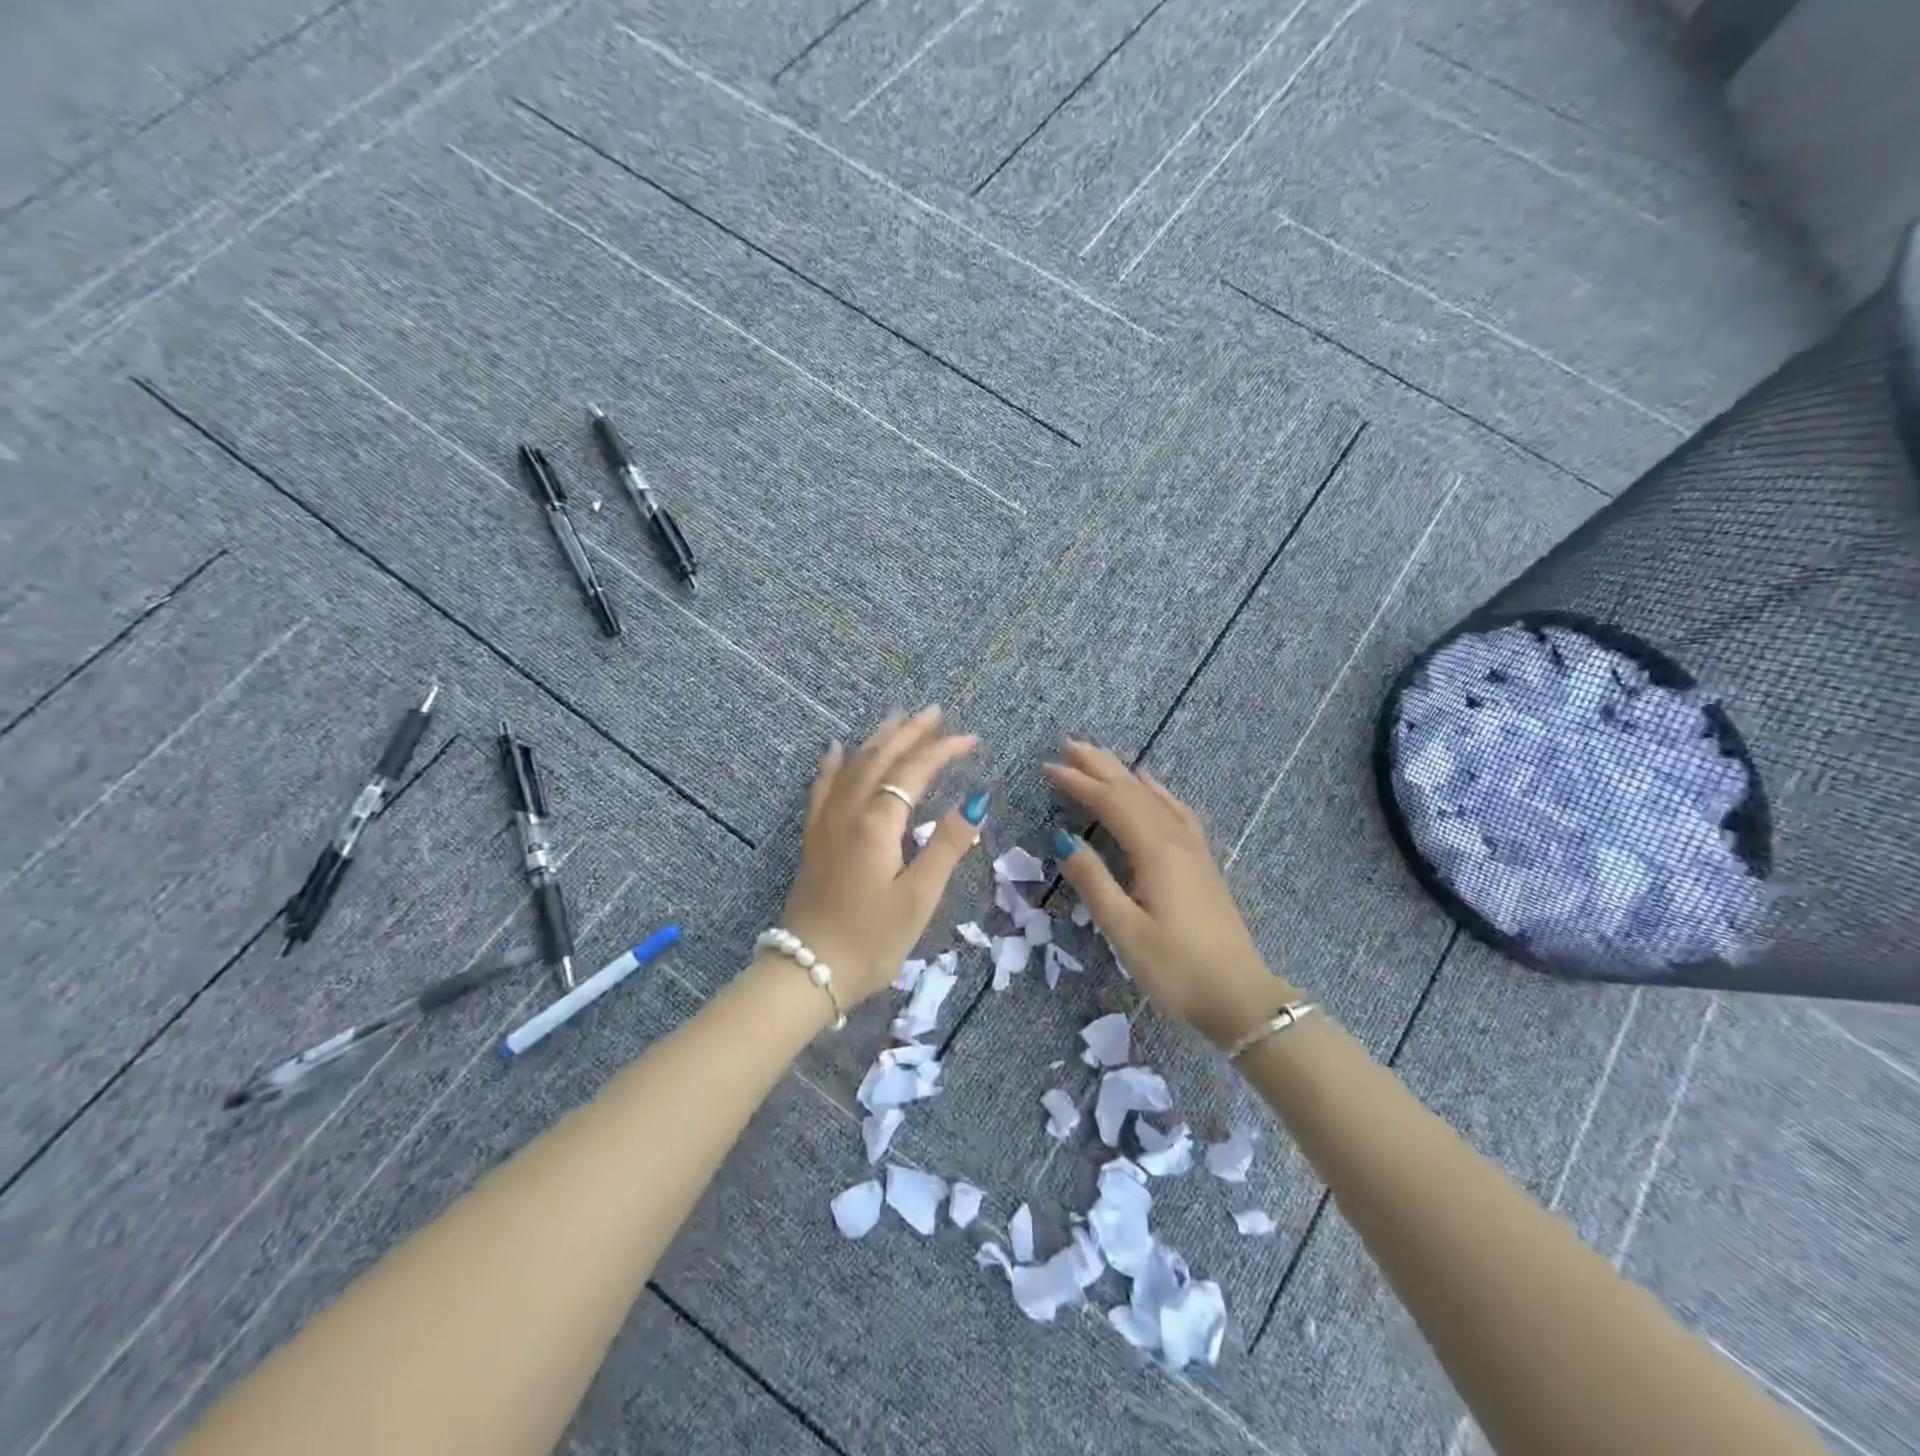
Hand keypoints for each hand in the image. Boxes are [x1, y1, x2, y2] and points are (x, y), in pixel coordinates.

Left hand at [778, 707, 986, 1004]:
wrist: (807, 971)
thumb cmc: (871, 940)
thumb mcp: (918, 898)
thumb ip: (946, 845)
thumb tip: (975, 800)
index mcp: (878, 824)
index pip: (915, 771)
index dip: (943, 750)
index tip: (971, 738)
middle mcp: (849, 812)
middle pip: (881, 758)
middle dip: (910, 733)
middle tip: (936, 713)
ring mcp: (826, 823)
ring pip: (852, 766)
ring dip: (878, 740)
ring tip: (897, 719)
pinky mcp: (814, 839)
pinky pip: (822, 788)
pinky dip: (832, 764)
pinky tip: (835, 750)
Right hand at [1043, 739, 1296, 1047]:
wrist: (1239, 997)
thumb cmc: (1176, 969)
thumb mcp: (1124, 930)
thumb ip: (1093, 881)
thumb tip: (1063, 838)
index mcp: (1155, 852)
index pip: (1111, 803)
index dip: (1079, 783)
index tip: (1048, 768)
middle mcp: (1176, 840)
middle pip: (1133, 791)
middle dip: (1099, 766)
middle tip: (1068, 745)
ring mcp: (1193, 849)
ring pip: (1154, 798)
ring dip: (1124, 774)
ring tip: (1101, 757)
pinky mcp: (1202, 862)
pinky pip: (1176, 811)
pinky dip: (1158, 792)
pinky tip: (1151, 786)